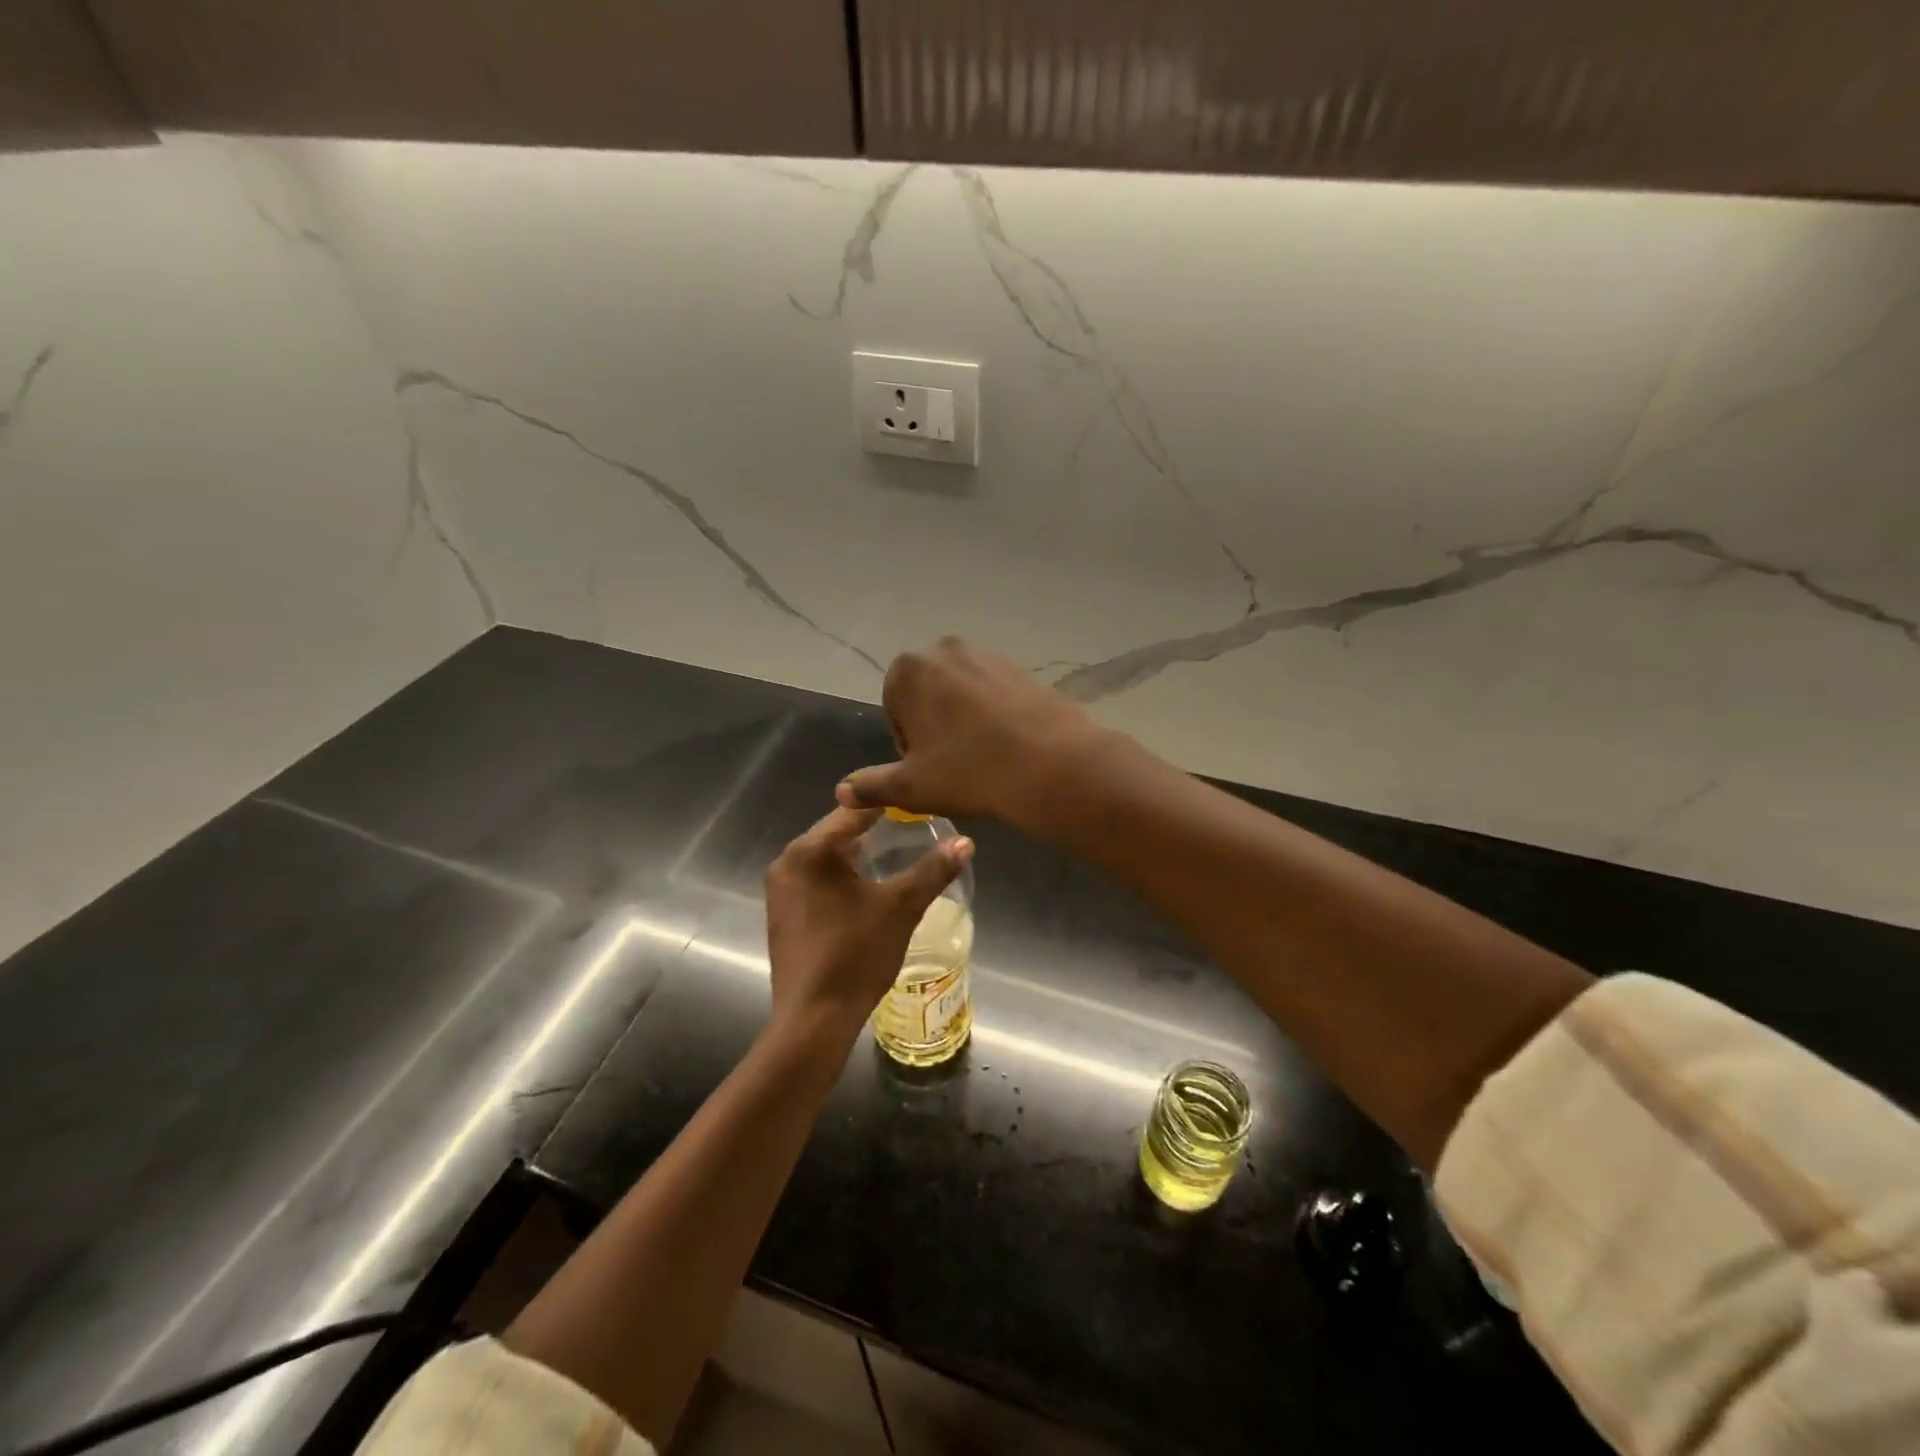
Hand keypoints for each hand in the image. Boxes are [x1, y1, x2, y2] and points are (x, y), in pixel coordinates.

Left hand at [763, 805, 972, 1045]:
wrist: (813, 1020)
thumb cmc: (855, 955)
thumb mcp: (901, 908)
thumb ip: (932, 871)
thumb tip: (966, 842)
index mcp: (808, 851)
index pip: (853, 811)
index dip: (888, 805)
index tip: (918, 802)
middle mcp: (786, 863)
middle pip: (837, 833)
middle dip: (874, 830)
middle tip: (914, 828)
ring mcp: (780, 891)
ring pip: (827, 858)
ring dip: (858, 855)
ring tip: (897, 855)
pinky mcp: (783, 915)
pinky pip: (817, 881)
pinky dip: (842, 878)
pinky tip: (868, 890)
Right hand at [835, 638, 1109, 832]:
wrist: (1051, 765)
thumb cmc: (969, 772)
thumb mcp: (912, 787)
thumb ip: (871, 785)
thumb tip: (841, 791)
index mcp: (910, 669)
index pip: (894, 706)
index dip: (907, 742)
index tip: (927, 767)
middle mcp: (946, 649)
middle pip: (928, 693)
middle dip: (934, 724)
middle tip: (953, 763)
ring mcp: (989, 654)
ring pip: (962, 692)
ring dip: (964, 719)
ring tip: (982, 756)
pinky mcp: (1023, 667)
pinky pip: (995, 692)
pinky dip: (994, 714)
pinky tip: (1007, 745)